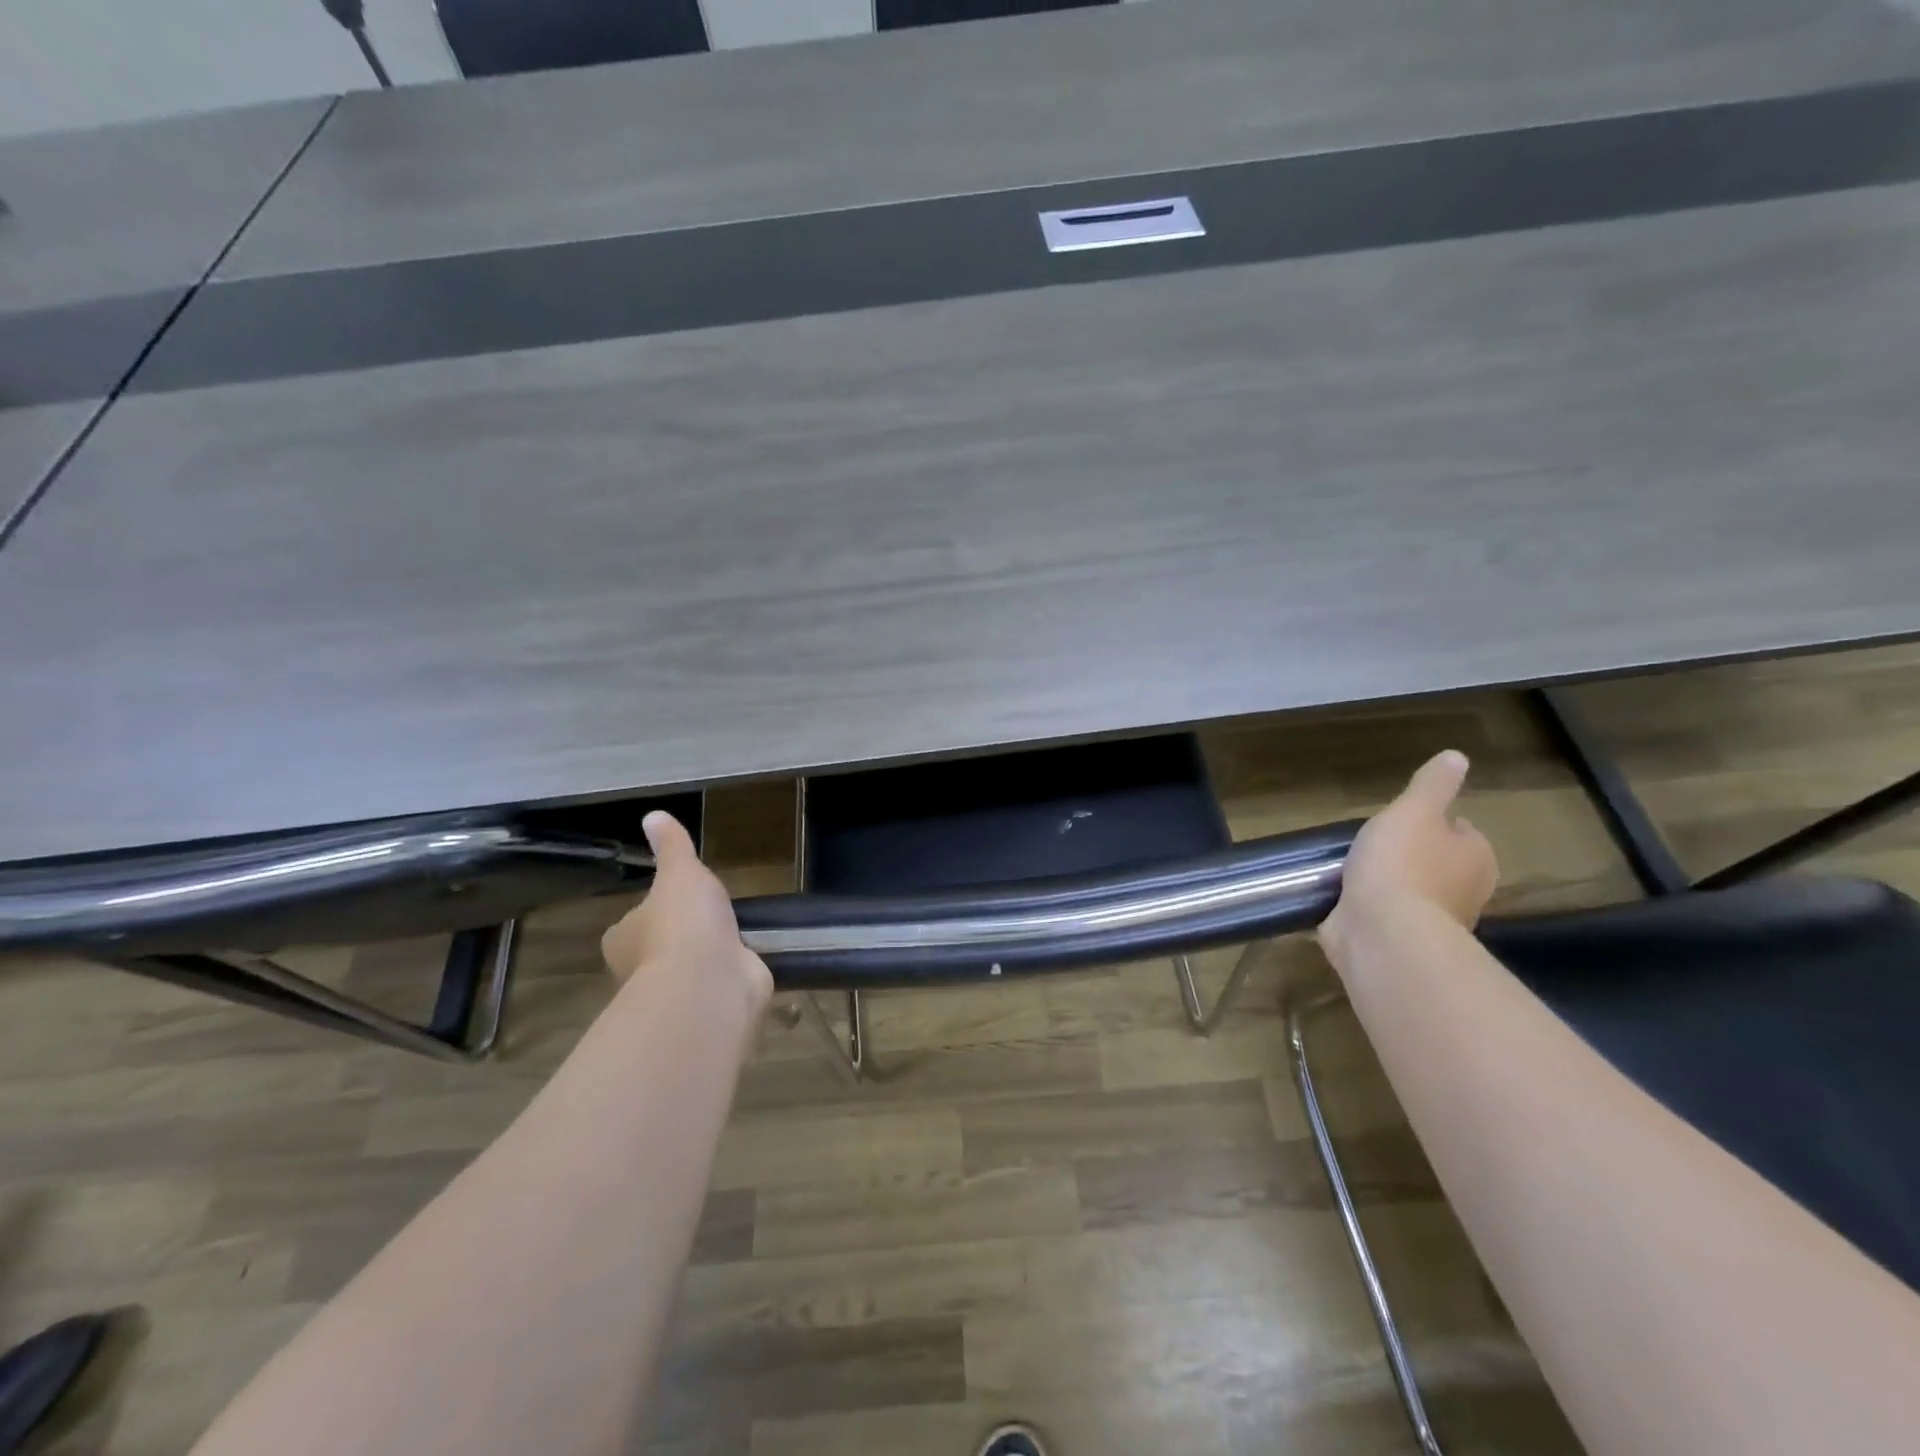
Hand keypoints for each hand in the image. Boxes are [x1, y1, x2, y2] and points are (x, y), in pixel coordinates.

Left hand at [600, 811, 772, 1014]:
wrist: (709, 982)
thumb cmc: (682, 923)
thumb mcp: (680, 872)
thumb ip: (672, 847)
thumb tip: (653, 815)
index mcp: (623, 939)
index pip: (632, 923)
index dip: (651, 912)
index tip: (673, 900)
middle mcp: (641, 969)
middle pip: (658, 947)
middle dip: (680, 936)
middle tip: (707, 915)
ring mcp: (676, 991)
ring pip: (689, 968)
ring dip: (708, 955)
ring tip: (733, 934)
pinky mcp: (709, 1003)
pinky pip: (719, 983)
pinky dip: (731, 972)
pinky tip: (747, 959)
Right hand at [1321, 750, 1497, 954]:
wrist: (1382, 932)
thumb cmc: (1401, 864)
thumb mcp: (1414, 810)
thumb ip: (1432, 785)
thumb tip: (1457, 757)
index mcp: (1475, 857)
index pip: (1458, 830)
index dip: (1429, 822)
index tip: (1400, 820)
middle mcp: (1463, 891)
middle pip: (1434, 862)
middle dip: (1406, 855)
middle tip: (1370, 844)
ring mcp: (1431, 921)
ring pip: (1407, 891)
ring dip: (1383, 883)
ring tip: (1347, 870)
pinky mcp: (1399, 941)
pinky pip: (1383, 917)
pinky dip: (1366, 908)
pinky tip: (1341, 899)